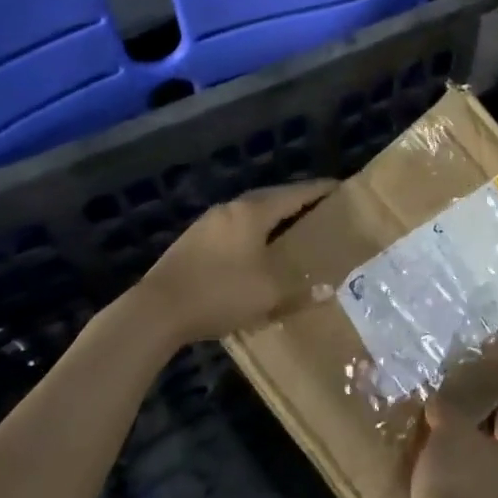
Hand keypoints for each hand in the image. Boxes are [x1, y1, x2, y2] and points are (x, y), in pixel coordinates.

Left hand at [133, 180, 335, 344]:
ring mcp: (208, 223)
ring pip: (249, 213)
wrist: (157, 309)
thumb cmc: (220, 292)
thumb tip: (326, 290)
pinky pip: (232, 228)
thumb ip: (301, 291)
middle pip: (271, 198)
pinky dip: (251, 233)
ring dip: (271, 219)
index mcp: (254, 212)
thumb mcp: (269, 295)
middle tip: (319, 211)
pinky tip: (254, 252)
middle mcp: (231, 208)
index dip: (319, 190)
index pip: (295, 193)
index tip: (340, 188)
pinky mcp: (192, 241)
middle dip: (296, 203)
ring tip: (290, 231)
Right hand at [406, 400, 497, 497]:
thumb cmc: (462, 482)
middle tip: (431, 412)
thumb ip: (447, 409)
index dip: (486, 396)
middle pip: (488, 451)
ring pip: (467, 481)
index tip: (463, 380)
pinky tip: (410, 479)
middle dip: (462, 436)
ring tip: (414, 443)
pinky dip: (433, 497)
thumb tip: (440, 401)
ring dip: (445, 469)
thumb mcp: (452, 431)